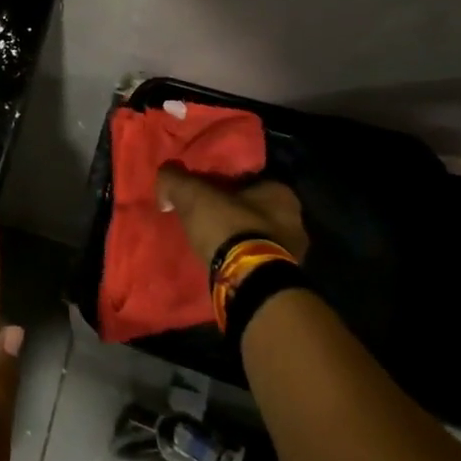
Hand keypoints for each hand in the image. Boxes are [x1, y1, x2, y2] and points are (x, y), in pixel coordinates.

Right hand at [157, 167, 308, 267]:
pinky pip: (257, 260)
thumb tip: (166, 181)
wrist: (249, 280)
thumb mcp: (191, 193)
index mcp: (280, 191)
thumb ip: (174, 179)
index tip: (204, 192)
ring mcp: (293, 252)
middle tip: (205, 218)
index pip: (248, 179)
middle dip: (232, 213)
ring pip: (257, 236)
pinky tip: (221, 262)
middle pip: (254, 209)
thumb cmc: (228, 226)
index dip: (224, 184)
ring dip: (238, 238)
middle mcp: (294, 219)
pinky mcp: (283, 279)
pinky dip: (241, 260)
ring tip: (210, 243)